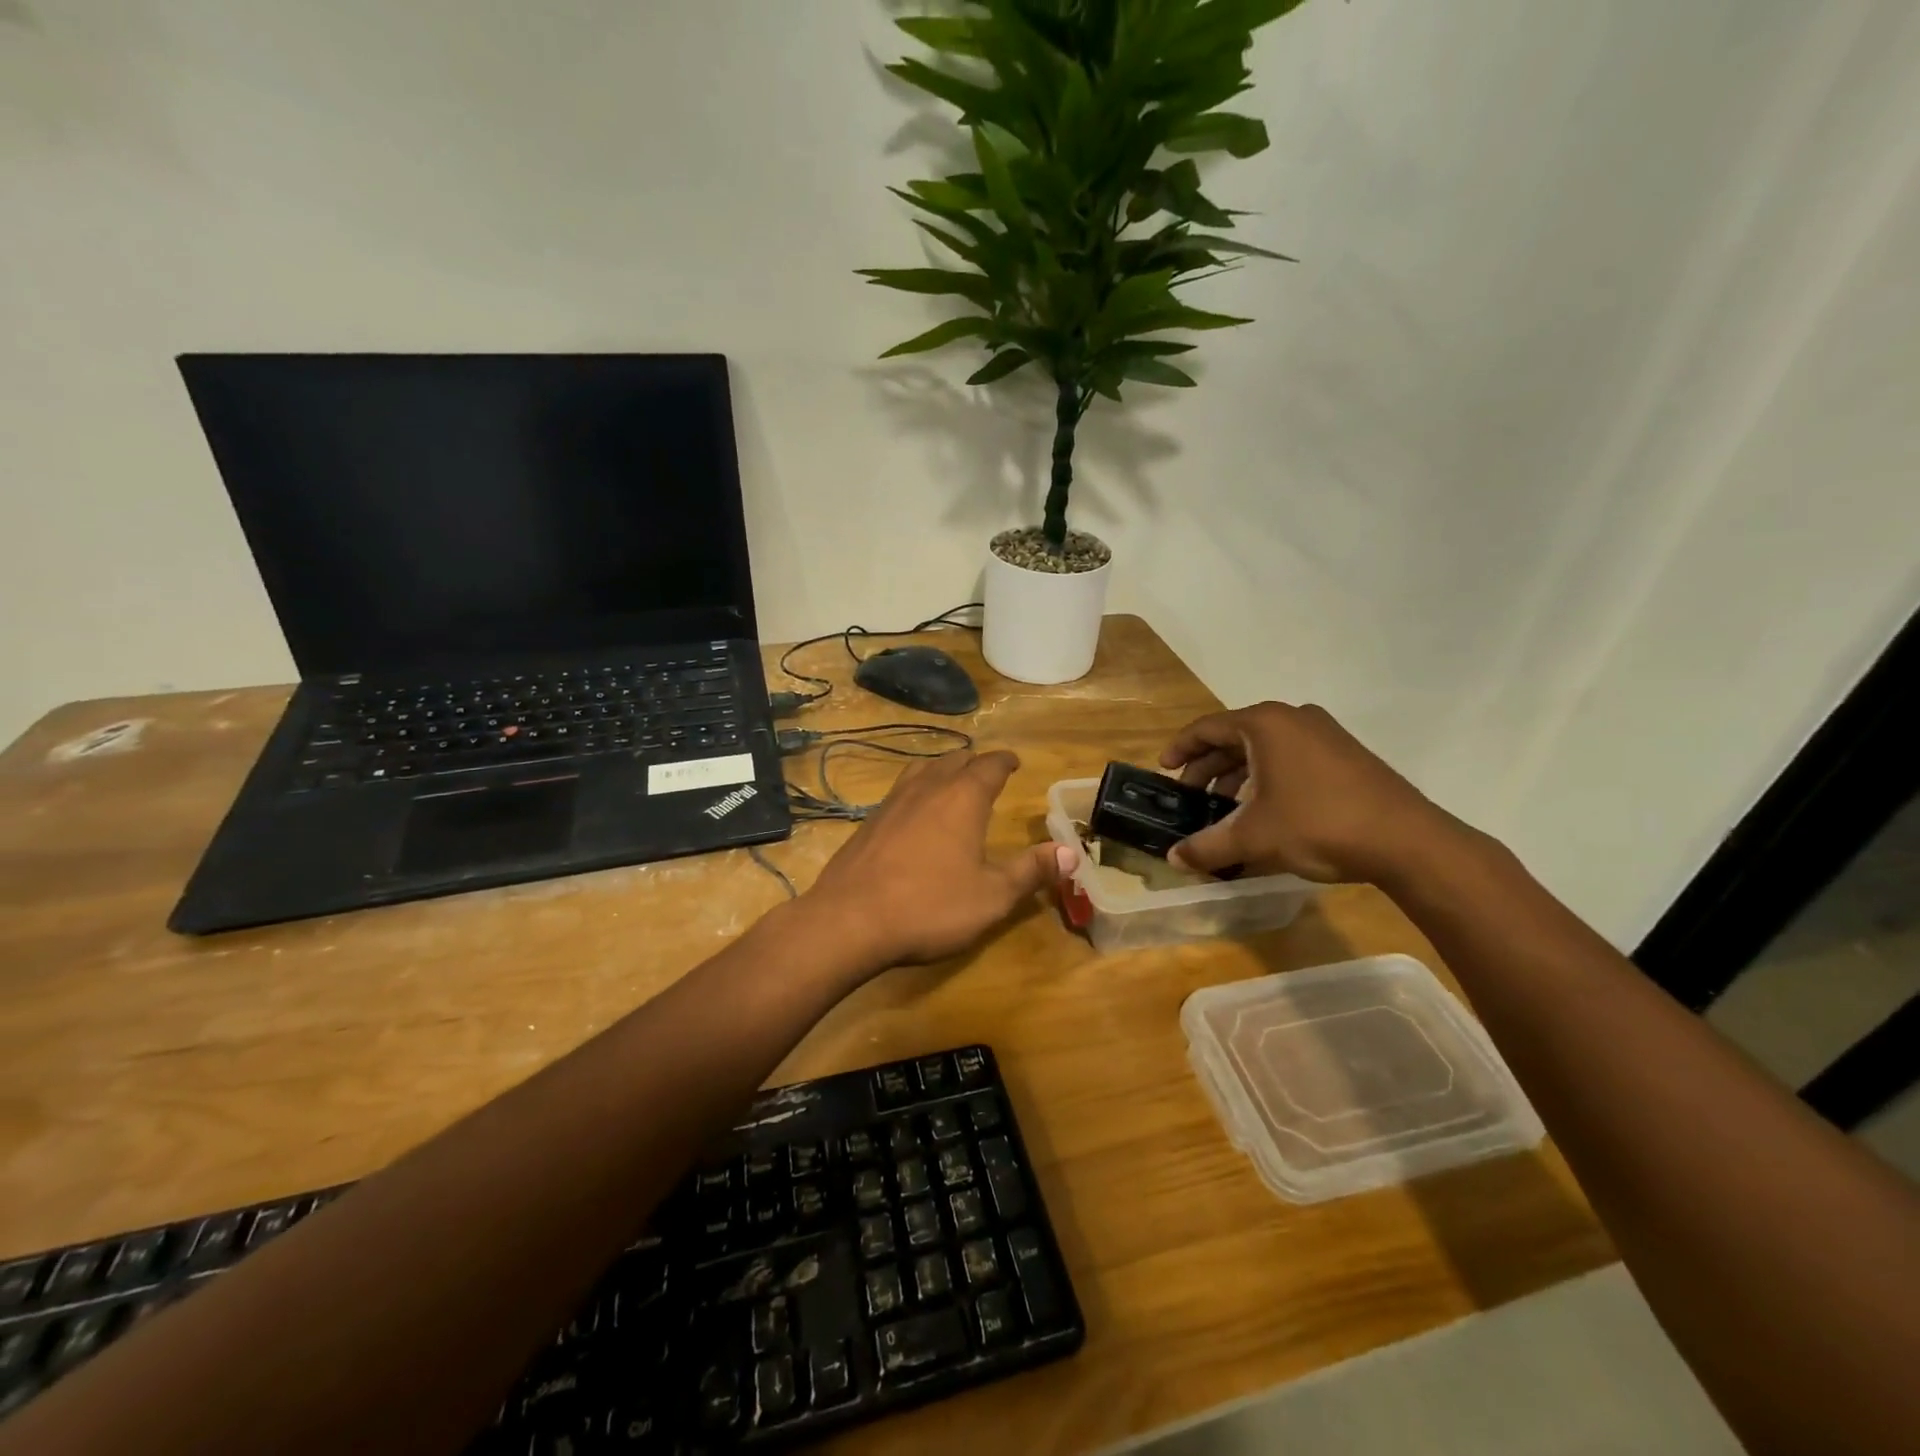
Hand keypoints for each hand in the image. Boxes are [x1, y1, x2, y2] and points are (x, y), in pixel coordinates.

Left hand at [801, 749, 1072, 967]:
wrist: (849, 920)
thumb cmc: (930, 906)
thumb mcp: (992, 896)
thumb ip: (1031, 871)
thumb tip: (1071, 852)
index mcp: (962, 798)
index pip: (989, 766)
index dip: (1004, 761)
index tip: (1014, 761)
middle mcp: (927, 789)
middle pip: (954, 761)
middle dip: (974, 763)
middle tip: (987, 771)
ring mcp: (892, 803)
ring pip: (922, 770)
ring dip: (942, 770)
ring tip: (951, 781)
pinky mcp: (868, 822)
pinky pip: (900, 791)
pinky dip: (917, 790)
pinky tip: (915, 813)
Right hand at [1159, 702, 1462, 883]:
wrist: (1406, 841)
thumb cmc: (1318, 824)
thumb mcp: (1254, 837)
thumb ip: (1207, 846)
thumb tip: (1173, 860)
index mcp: (1265, 724)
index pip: (1207, 728)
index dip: (1180, 749)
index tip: (1164, 770)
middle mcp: (1293, 719)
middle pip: (1235, 738)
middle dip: (1209, 768)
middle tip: (1192, 797)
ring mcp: (1324, 734)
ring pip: (1265, 750)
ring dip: (1238, 776)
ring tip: (1225, 810)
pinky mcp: (1345, 755)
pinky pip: (1291, 758)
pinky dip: (1267, 779)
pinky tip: (1265, 812)